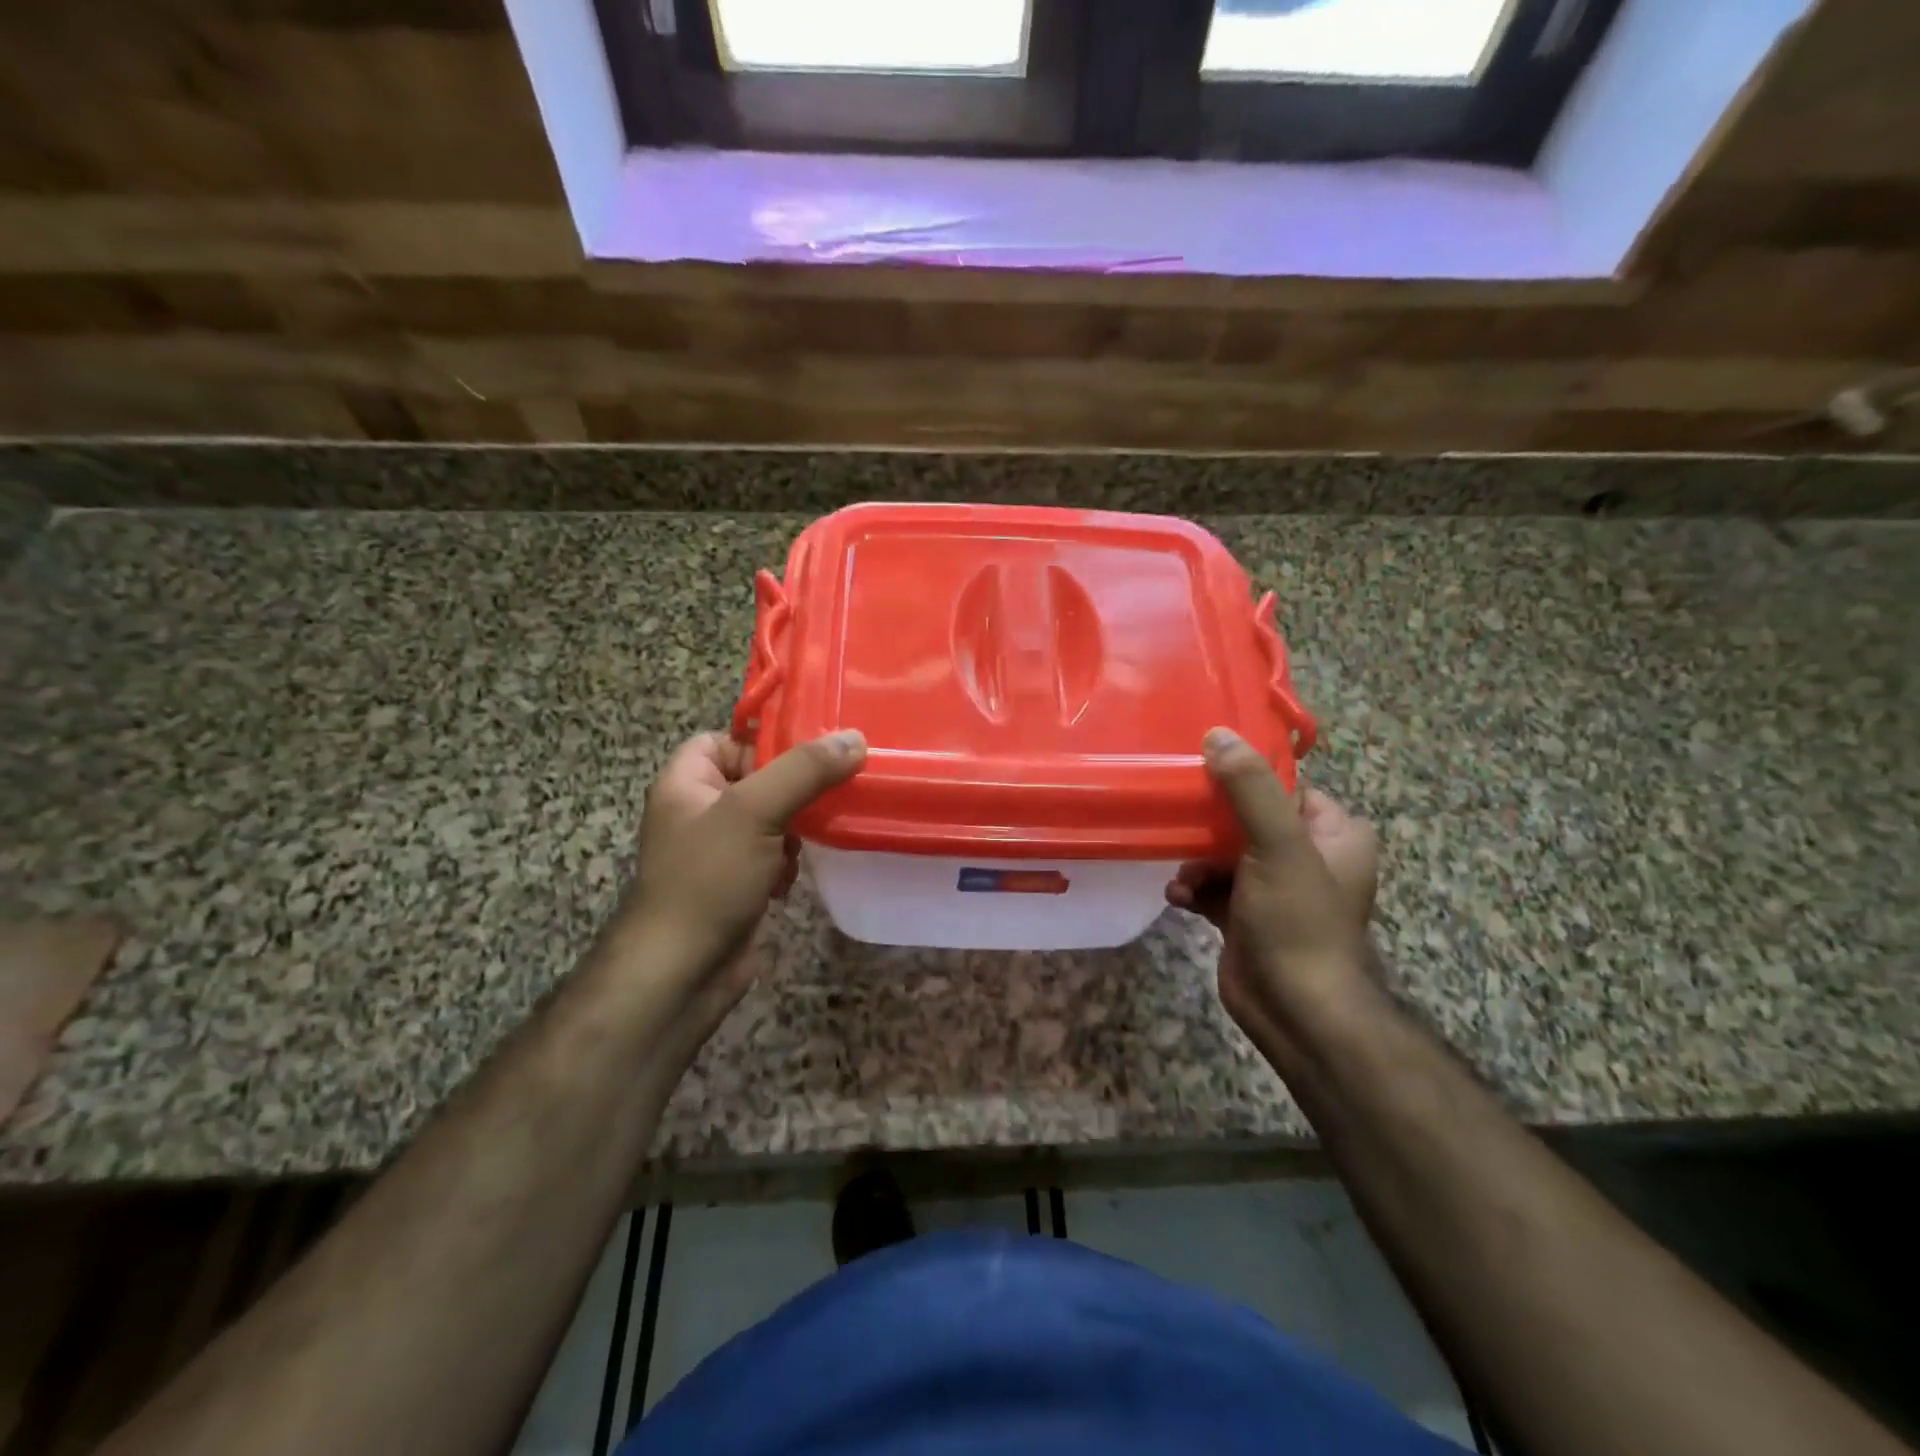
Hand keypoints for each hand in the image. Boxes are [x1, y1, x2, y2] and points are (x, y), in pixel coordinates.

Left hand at [610, 728, 865, 1030]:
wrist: (683, 971)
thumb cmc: (709, 879)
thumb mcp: (755, 811)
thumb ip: (804, 770)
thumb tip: (855, 738)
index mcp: (685, 782)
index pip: (726, 739)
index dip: (764, 742)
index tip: (809, 754)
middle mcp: (698, 811)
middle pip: (757, 779)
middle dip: (793, 791)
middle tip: (830, 792)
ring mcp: (718, 851)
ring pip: (771, 819)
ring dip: (795, 830)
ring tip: (809, 840)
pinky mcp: (737, 883)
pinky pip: (771, 855)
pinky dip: (787, 862)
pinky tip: (791, 879)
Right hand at [1166, 727, 1378, 1057]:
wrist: (1296, 1012)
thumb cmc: (1298, 922)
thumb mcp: (1278, 846)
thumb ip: (1249, 788)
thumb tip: (1217, 734)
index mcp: (1334, 833)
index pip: (1284, 786)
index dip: (1244, 777)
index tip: (1200, 767)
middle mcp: (1308, 856)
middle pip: (1247, 817)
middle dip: (1209, 822)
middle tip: (1177, 816)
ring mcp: (1275, 888)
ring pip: (1224, 852)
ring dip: (1196, 860)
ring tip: (1182, 874)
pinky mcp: (1246, 916)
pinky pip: (1214, 886)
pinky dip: (1195, 888)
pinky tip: (1178, 896)